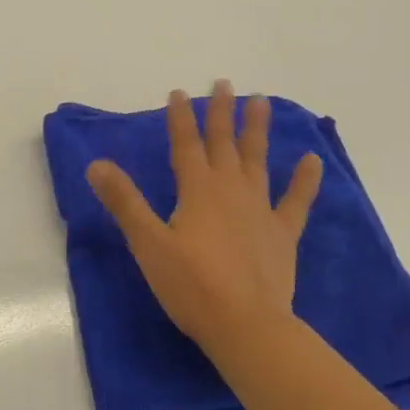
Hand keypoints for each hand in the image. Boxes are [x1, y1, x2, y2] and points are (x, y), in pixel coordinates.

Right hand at [86, 81, 323, 355]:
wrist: (247, 326)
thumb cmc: (192, 285)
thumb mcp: (149, 243)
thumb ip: (124, 201)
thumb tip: (96, 164)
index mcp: (197, 190)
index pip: (186, 144)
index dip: (180, 117)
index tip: (178, 92)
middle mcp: (230, 190)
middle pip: (223, 143)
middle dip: (220, 112)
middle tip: (224, 82)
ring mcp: (260, 210)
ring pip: (257, 160)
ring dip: (257, 130)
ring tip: (261, 101)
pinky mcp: (282, 233)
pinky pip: (296, 200)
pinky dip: (304, 180)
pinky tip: (313, 160)